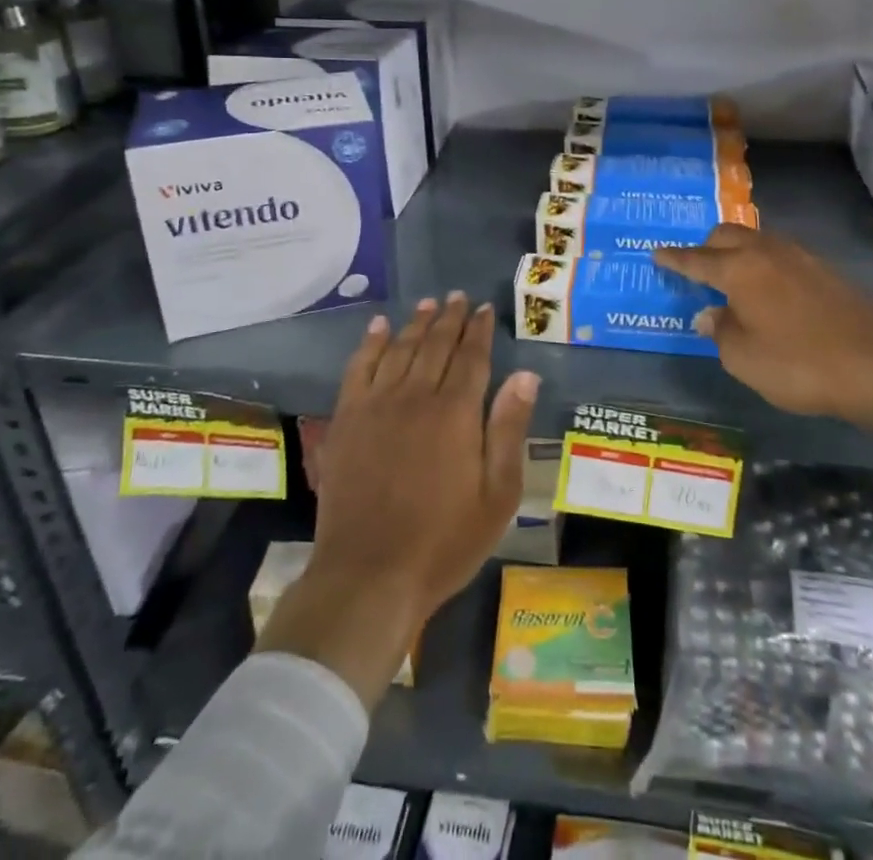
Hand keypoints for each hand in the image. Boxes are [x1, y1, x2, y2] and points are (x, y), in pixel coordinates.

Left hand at [255, 293, 539, 705]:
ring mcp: (376, 405)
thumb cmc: (444, 541)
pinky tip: (378, 328)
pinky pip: (358, 368)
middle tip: (458, 297)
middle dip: (450, 318)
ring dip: (415, 323)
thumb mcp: (498, 495)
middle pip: (436, 345)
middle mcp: (416, 396)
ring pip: (399, 349)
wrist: (369, 575)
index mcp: (456, 412)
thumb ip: (509, 429)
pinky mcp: (346, 420)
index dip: (480, 330)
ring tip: (427, 304)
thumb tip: (525, 375)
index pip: (472, 357)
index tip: (485, 309)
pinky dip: (370, 344)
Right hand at [654, 225, 872, 486]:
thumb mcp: (745, 359)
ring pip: (757, 241)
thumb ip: (720, 332)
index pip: (696, 258)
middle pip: (727, 235)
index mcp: (739, 268)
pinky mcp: (826, 272)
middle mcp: (768, 252)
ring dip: (737, 253)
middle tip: (695, 269)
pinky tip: (768, 291)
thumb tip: (708, 314)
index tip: (656, 254)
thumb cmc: (801, 364)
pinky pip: (780, 256)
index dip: (674, 258)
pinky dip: (763, 265)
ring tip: (730, 277)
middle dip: (706, 247)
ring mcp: (801, 258)